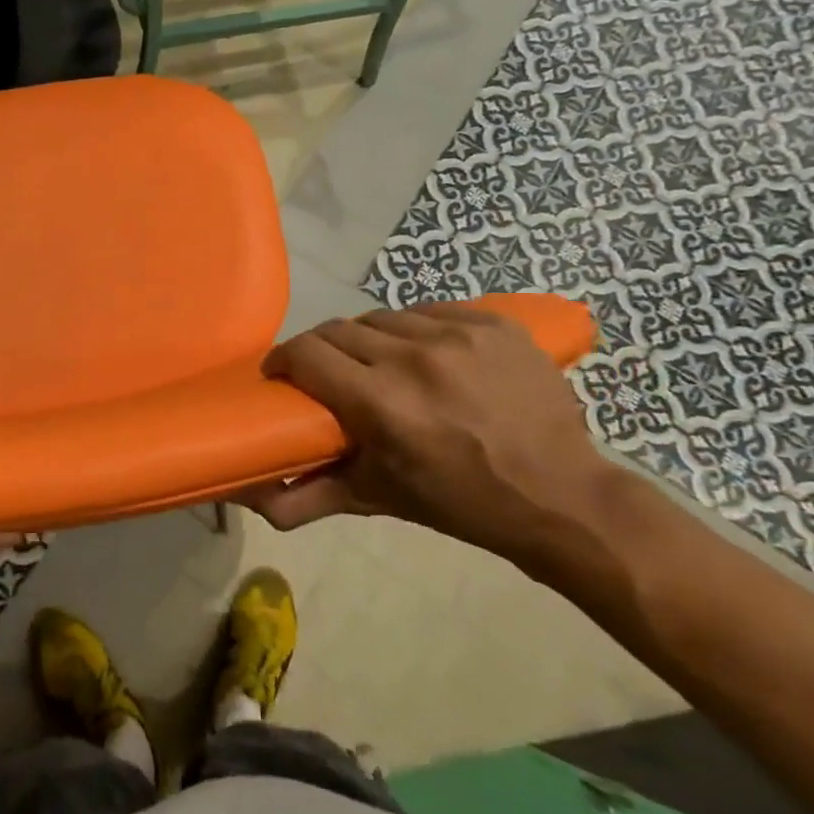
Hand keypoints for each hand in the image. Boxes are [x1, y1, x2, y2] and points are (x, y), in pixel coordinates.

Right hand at [242, 303, 615, 573]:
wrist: (561, 495)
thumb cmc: (459, 501)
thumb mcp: (377, 499)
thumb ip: (307, 497)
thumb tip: (252, 499)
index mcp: (381, 403)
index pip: (306, 353)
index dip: (283, 359)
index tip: (281, 374)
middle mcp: (414, 358)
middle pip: (338, 329)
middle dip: (321, 349)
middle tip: (326, 373)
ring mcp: (459, 335)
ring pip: (383, 317)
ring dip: (368, 338)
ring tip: (377, 363)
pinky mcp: (494, 323)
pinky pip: (431, 311)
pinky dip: (416, 329)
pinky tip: (425, 354)